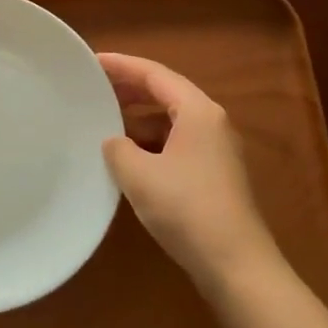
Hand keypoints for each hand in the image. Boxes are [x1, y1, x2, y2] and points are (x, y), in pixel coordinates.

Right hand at [99, 53, 284, 296]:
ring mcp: (216, 150)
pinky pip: (176, 143)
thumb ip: (117, 148)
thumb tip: (114, 142)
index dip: (121, 65)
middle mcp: (211, 122)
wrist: (236, 266)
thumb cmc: (186, 209)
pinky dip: (151, 141)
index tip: (91, 61)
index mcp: (197, 111)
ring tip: (105, 120)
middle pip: (165, 93)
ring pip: (171, 120)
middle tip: (94, 87)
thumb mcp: (138, 174)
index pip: (154, 74)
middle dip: (130, 89)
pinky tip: (128, 157)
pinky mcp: (214, 175)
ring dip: (139, 117)